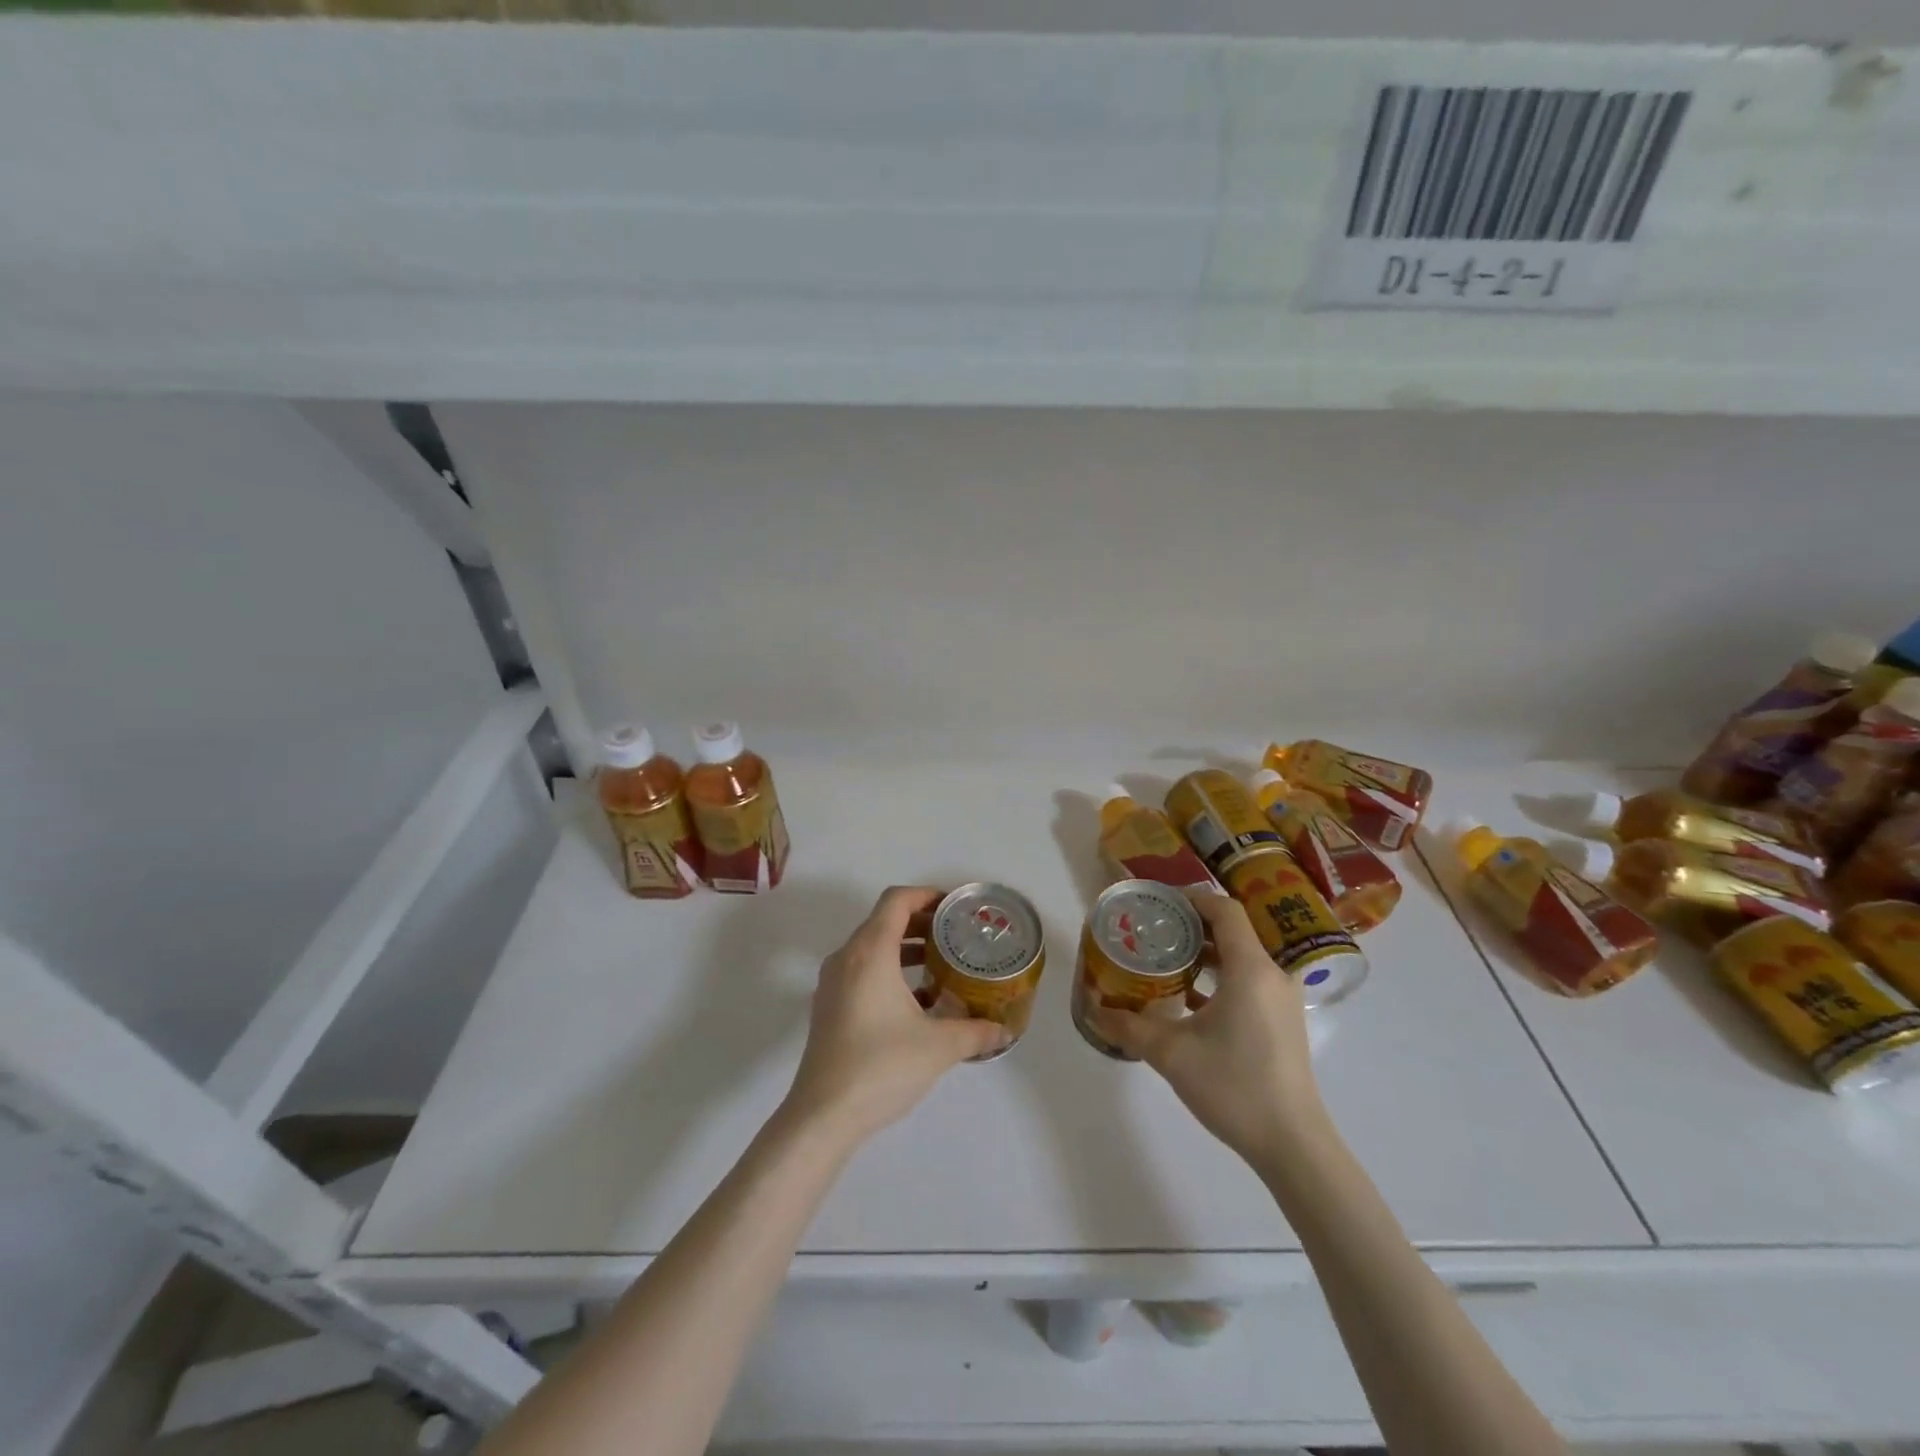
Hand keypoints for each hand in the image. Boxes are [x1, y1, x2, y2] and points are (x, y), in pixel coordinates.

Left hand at [782, 886, 1007, 1143]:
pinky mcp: (829, 1007)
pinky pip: (862, 971)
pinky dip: (890, 971)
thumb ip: (975, 1032)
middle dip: (922, 923)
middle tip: (957, 934)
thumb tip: (1004, 1031)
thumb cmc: (880, 1067)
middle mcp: (847, 958)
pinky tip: (919, 1001)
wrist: (822, 1116)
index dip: (927, 895)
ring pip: (873, 948)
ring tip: (942, 963)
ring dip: (906, 948)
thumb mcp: (938, 1047)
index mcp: (870, 952)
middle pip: (884, 921)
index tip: (956, 906)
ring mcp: (833, 983)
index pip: (896, 901)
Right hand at [1089, 891, 1325, 1167]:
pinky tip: (1189, 999)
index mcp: (1250, 968)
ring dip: (1207, 952)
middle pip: (1234, 930)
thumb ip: (1130, 1027)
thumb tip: (1096, 1010)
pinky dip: (1221, 977)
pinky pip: (1250, 980)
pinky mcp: (1283, 1021)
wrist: (1293, 1144)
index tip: (1159, 903)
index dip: (1191, 899)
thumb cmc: (1234, 1086)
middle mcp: (1272, 974)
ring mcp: (1282, 999)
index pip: (1224, 910)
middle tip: (1156, 930)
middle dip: (1193, 925)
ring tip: (1168, 959)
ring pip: (1243, 956)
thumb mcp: (1171, 1054)